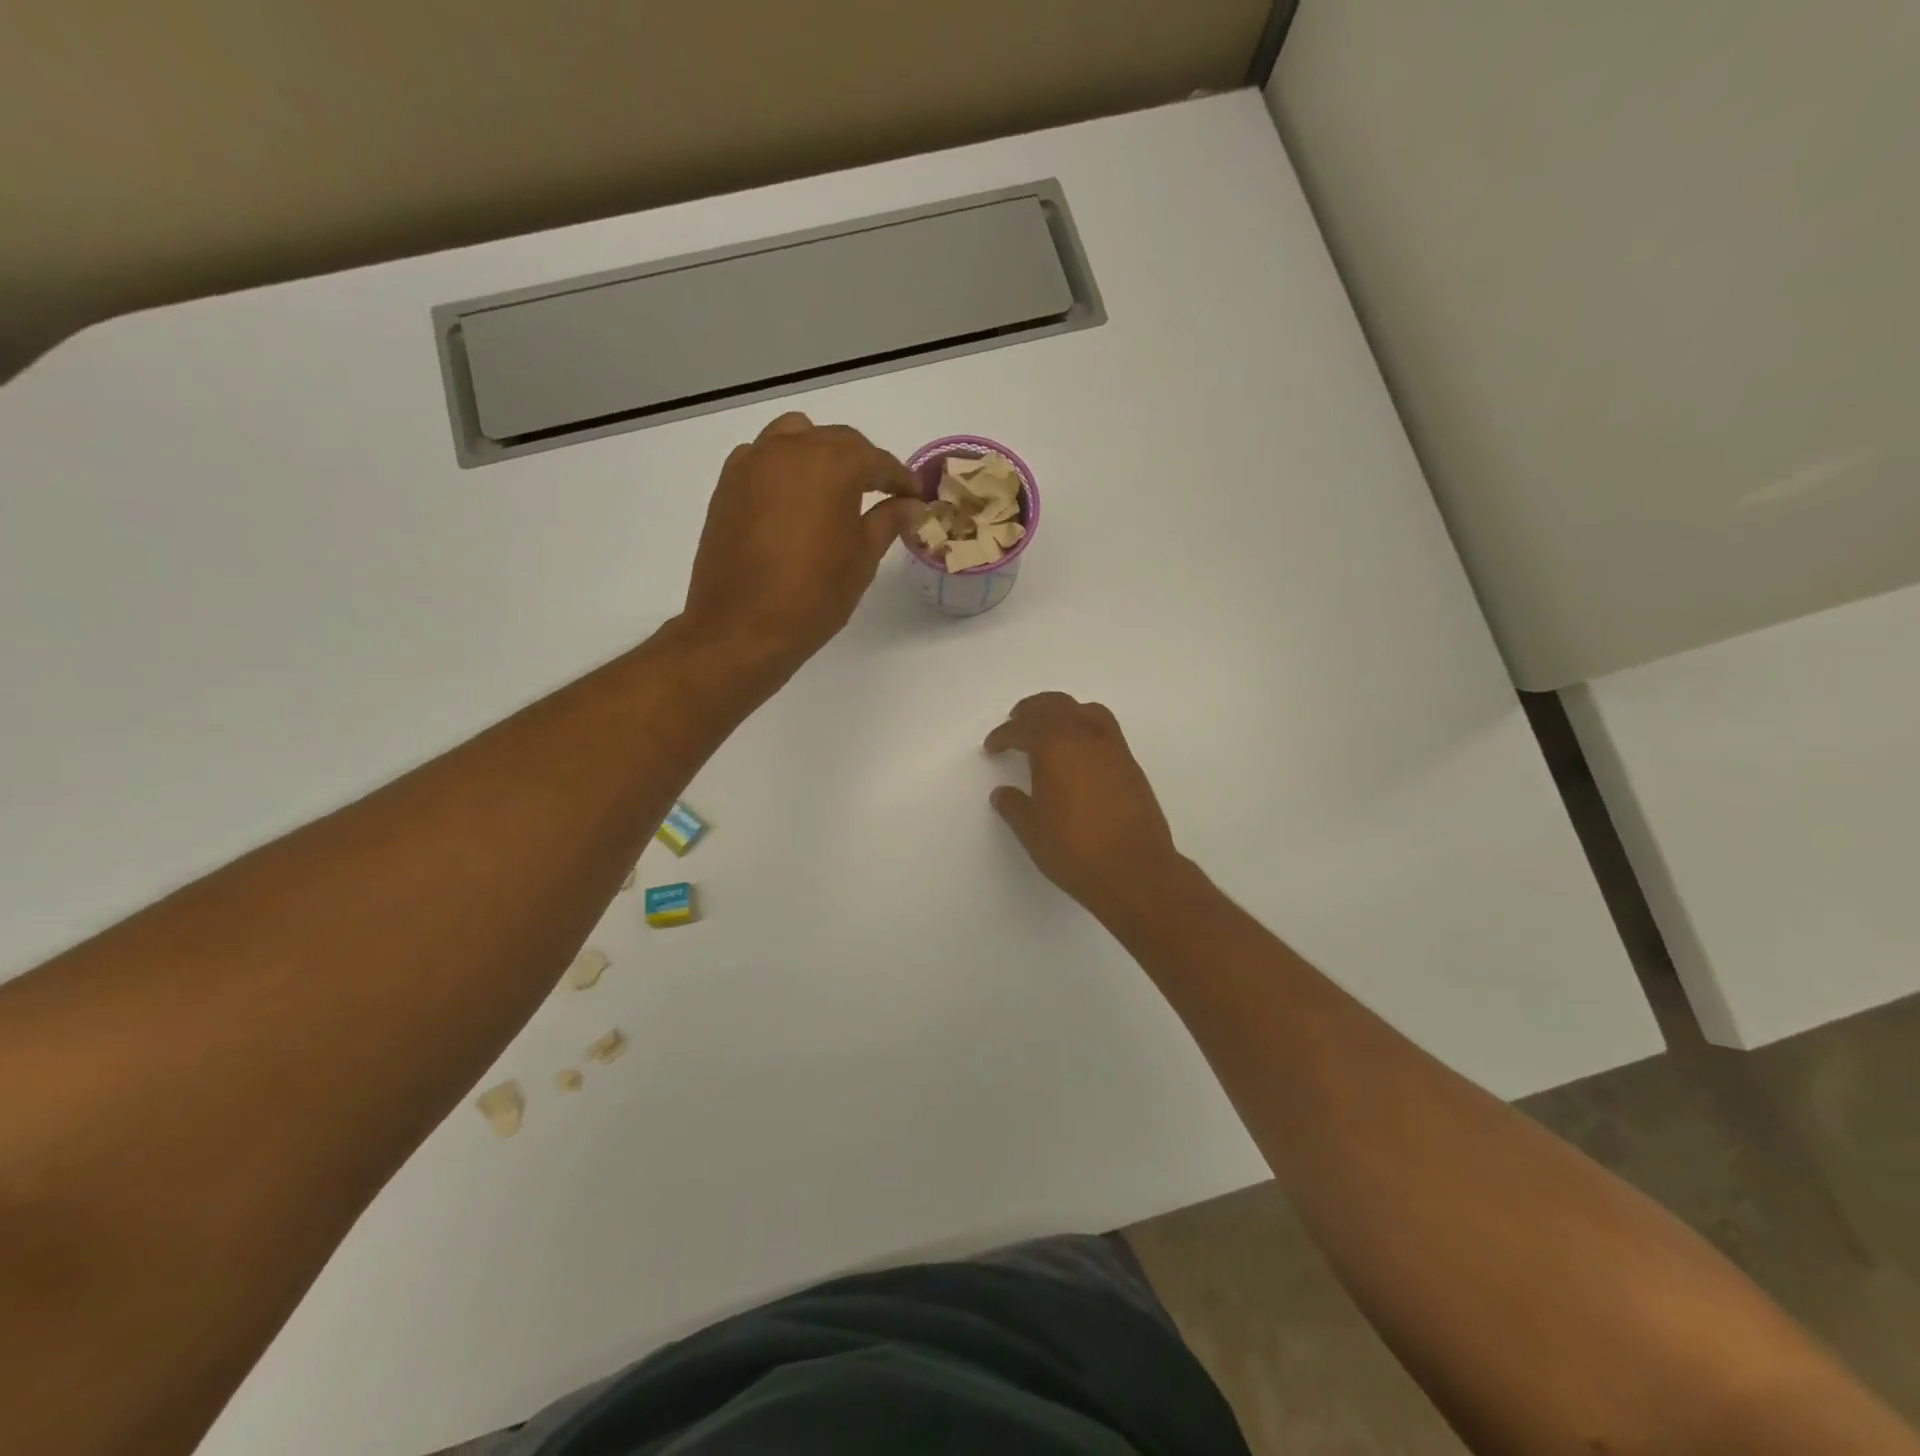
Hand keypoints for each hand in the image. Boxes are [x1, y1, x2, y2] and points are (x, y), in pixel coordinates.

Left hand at [683, 412, 924, 669]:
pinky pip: (763, 457)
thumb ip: (888, 520)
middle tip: (882, 493)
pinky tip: (793, 500)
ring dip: (820, 454)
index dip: (900, 478)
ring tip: (833, 488)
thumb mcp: (862, 558)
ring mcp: (752, 463)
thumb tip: (911, 504)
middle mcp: (790, 449)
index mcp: (831, 463)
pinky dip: (784, 467)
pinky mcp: (727, 484)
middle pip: (837, 441)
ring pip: (795, 437)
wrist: (742, 627)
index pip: (877, 460)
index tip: (915, 496)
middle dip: (863, 463)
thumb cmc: (814, 595)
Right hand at [984, 693, 1182, 916]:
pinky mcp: (1131, 764)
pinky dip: (1085, 726)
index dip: (1003, 736)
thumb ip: (1014, 806)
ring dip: (1062, 711)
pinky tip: (1079, 750)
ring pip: (1085, 710)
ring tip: (1050, 727)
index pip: (1023, 729)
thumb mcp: (1032, 831)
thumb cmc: (1075, 850)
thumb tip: (1003, 793)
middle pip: (1055, 706)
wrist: (1135, 871)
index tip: (992, 746)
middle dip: (1032, 711)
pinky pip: (1104, 728)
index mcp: (1054, 748)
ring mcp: (1113, 748)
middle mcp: (1084, 737)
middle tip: (1016, 722)